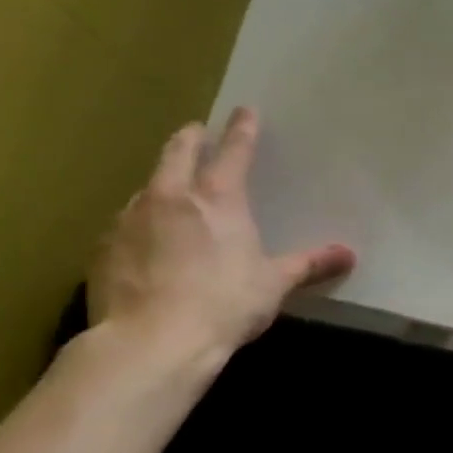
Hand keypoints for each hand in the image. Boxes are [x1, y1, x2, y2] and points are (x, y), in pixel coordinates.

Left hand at [88, 108, 354, 364]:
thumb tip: (348, 254)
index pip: (234, 151)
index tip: (245, 110)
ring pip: (147, 186)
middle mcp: (171, 196)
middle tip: (196, 132)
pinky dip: (138, 221)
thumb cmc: (225, 305)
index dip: (242, 129)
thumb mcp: (274, 284)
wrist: (152, 342)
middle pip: (178, 152)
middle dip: (190, 138)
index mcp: (219, 199)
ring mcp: (131, 218)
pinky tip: (143, 240)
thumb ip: (309, 264)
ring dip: (161, 182)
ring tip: (169, 190)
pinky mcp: (104, 247)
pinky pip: (124, 223)